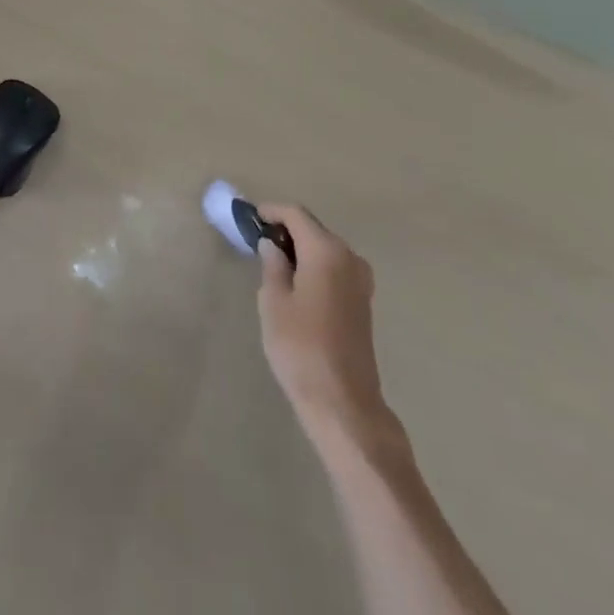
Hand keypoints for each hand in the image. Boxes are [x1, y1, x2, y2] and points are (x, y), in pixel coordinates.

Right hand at [255, 204, 391, 450]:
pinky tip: (296, 283)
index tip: (250, 217)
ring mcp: (361, 281)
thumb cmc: (301, 347)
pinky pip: (335, 268)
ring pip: (325, 249)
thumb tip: (272, 245)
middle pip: (313, 229)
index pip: (296, 214)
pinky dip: (314, 265)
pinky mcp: (363, 302)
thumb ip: (272, 265)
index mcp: (326, 251)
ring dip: (301, 249)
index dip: (272, 211)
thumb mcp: (273, 302)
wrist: (343, 403)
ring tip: (273, 262)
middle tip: (258, 240)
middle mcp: (349, 258)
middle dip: (286, 229)